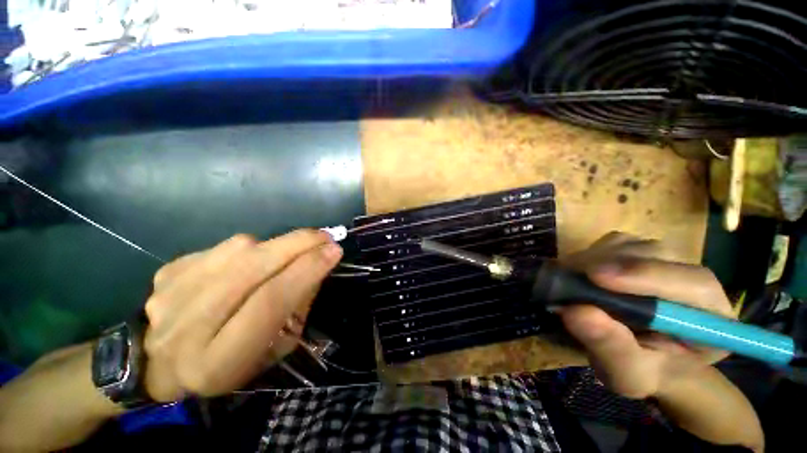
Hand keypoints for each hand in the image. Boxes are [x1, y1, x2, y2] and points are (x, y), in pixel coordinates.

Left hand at [142, 230, 341, 400]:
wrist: (164, 363)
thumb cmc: (234, 363)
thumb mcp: (277, 346)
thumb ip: (297, 304)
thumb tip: (318, 261)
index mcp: (217, 362)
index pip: (269, 302)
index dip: (306, 270)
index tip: (334, 250)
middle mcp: (184, 328)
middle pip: (250, 269)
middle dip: (297, 245)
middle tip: (324, 236)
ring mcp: (168, 295)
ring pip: (237, 250)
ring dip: (274, 245)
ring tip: (289, 253)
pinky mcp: (166, 273)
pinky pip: (221, 247)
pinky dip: (248, 250)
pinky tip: (250, 263)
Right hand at [559, 232, 733, 398]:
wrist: (641, 360)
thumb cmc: (643, 373)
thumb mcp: (628, 375)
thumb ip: (611, 347)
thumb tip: (575, 311)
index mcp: (710, 317)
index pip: (693, 284)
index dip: (646, 275)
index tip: (596, 277)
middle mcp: (691, 280)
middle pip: (656, 255)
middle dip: (610, 265)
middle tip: (569, 280)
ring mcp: (663, 262)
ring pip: (630, 245)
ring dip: (594, 259)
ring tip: (571, 281)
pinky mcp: (637, 254)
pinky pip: (611, 243)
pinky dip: (589, 255)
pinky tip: (579, 275)